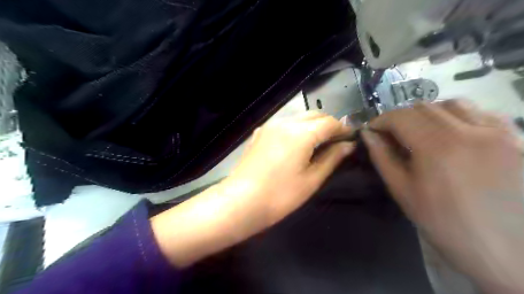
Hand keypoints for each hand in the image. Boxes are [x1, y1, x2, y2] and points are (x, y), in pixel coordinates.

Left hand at [154, 112, 353, 268]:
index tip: (350, 138)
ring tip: (319, 142)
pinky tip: (297, 143)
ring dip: (312, 125)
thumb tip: (348, 145)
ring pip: (298, 117)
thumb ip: (332, 158)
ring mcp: (269, 126)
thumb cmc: (280, 195)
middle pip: (314, 115)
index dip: (343, 129)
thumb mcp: (311, 179)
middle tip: (336, 141)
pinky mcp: (260, 133)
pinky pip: (284, 123)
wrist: (240, 201)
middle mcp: (285, 122)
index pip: (329, 122)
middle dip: (328, 124)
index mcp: (300, 133)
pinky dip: (296, 128)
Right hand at [365, 100, 523, 292]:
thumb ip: (382, 157)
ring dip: (427, 113)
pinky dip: (457, 116)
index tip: (372, 130)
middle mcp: (469, 131)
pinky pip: (481, 113)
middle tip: (391, 133)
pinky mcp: (514, 139)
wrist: (502, 249)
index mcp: (437, 147)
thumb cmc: (442, 222)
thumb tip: (367, 135)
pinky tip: (451, 133)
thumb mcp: (401, 190)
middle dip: (400, 117)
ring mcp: (496, 133)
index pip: (401, 117)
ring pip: (452, 104)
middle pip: (423, 107)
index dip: (381, 120)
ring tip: (420, 131)